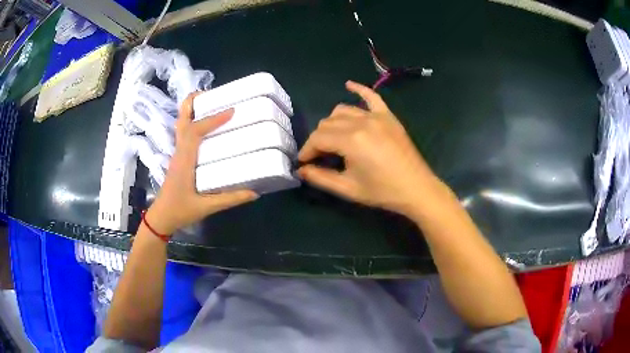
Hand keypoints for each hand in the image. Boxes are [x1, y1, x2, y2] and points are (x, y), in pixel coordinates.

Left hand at [146, 92, 257, 234]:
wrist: (161, 217)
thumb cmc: (180, 211)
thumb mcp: (206, 207)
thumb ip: (230, 199)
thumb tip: (254, 192)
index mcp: (184, 160)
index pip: (195, 131)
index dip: (212, 119)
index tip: (231, 111)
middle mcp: (179, 151)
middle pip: (181, 118)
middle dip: (194, 101)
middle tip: (214, 94)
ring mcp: (178, 152)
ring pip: (181, 122)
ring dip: (193, 109)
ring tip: (212, 103)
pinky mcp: (179, 156)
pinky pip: (185, 131)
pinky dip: (194, 120)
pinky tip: (207, 125)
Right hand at [298, 81, 439, 216]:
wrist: (416, 188)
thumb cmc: (382, 191)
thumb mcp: (348, 189)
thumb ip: (320, 178)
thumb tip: (300, 170)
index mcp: (351, 140)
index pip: (318, 138)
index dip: (307, 150)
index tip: (303, 162)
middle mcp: (361, 122)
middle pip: (327, 123)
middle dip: (318, 140)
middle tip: (319, 157)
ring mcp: (376, 116)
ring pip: (342, 110)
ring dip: (331, 123)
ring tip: (332, 138)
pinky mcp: (388, 116)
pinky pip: (371, 96)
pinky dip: (359, 89)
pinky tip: (349, 84)